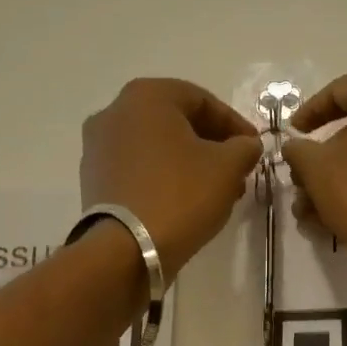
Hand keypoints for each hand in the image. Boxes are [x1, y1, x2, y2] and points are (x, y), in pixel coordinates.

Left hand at [81, 78, 262, 278]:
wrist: (126, 250)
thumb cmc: (180, 195)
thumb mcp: (227, 168)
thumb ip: (244, 148)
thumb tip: (246, 145)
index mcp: (146, 96)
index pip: (202, 100)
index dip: (235, 124)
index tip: (254, 148)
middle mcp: (114, 112)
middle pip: (176, 122)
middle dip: (211, 145)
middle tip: (237, 171)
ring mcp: (97, 147)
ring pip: (156, 147)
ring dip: (188, 163)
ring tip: (214, 191)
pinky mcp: (93, 179)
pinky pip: (137, 169)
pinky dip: (163, 178)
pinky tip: (184, 202)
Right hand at [282, 67, 346, 283]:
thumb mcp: (319, 171)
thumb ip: (299, 151)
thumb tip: (296, 148)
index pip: (342, 89)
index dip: (309, 112)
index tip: (291, 136)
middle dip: (325, 159)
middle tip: (300, 183)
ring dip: (342, 179)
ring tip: (313, 213)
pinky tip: (342, 220)